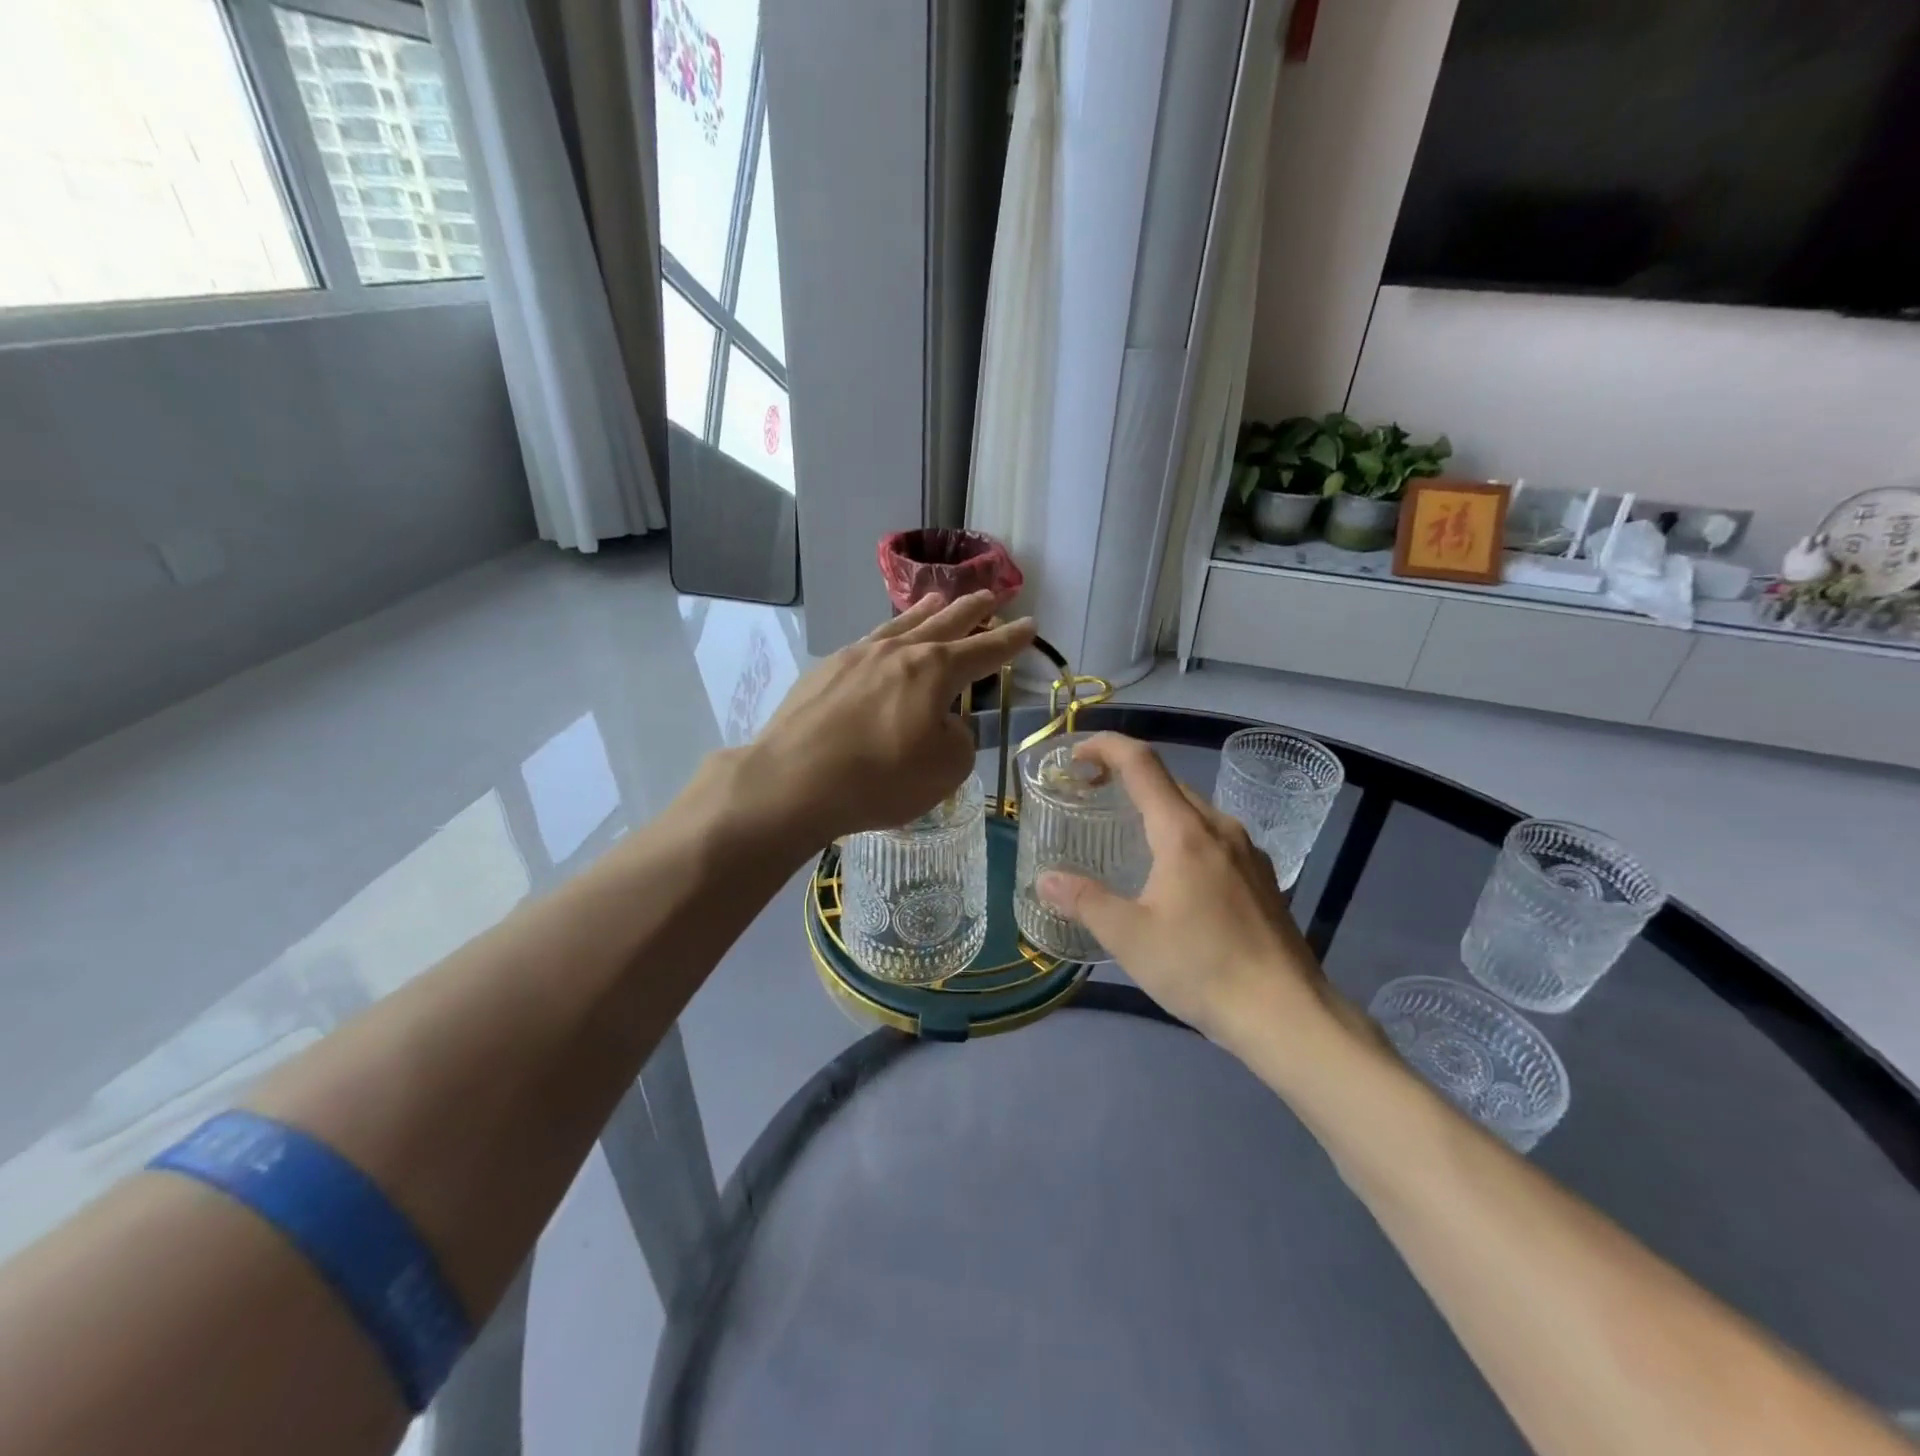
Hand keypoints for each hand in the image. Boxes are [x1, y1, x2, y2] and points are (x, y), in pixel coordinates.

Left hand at [746, 591, 1034, 842]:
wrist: (793, 781)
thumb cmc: (880, 778)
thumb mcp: (946, 769)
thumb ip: (957, 738)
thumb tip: (943, 721)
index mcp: (934, 670)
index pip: (984, 650)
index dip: (1010, 640)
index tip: (1029, 624)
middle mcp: (898, 652)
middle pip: (944, 622)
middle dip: (972, 610)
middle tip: (991, 595)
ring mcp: (856, 656)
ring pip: (901, 625)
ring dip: (926, 612)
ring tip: (939, 599)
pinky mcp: (825, 670)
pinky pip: (869, 642)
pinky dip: (888, 635)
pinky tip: (883, 641)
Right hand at [1036, 734, 1348, 1048]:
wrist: (1285, 1014)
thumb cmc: (1201, 968)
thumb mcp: (1130, 937)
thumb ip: (1085, 901)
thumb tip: (1046, 879)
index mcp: (1184, 832)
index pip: (1141, 764)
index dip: (1106, 747)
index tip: (1076, 754)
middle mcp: (1219, 828)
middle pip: (1168, 784)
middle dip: (1126, 778)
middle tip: (1090, 797)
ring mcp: (1247, 852)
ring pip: (1193, 811)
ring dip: (1156, 808)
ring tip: (1126, 834)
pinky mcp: (1261, 877)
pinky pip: (1213, 837)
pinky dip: (1182, 835)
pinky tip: (1172, 874)